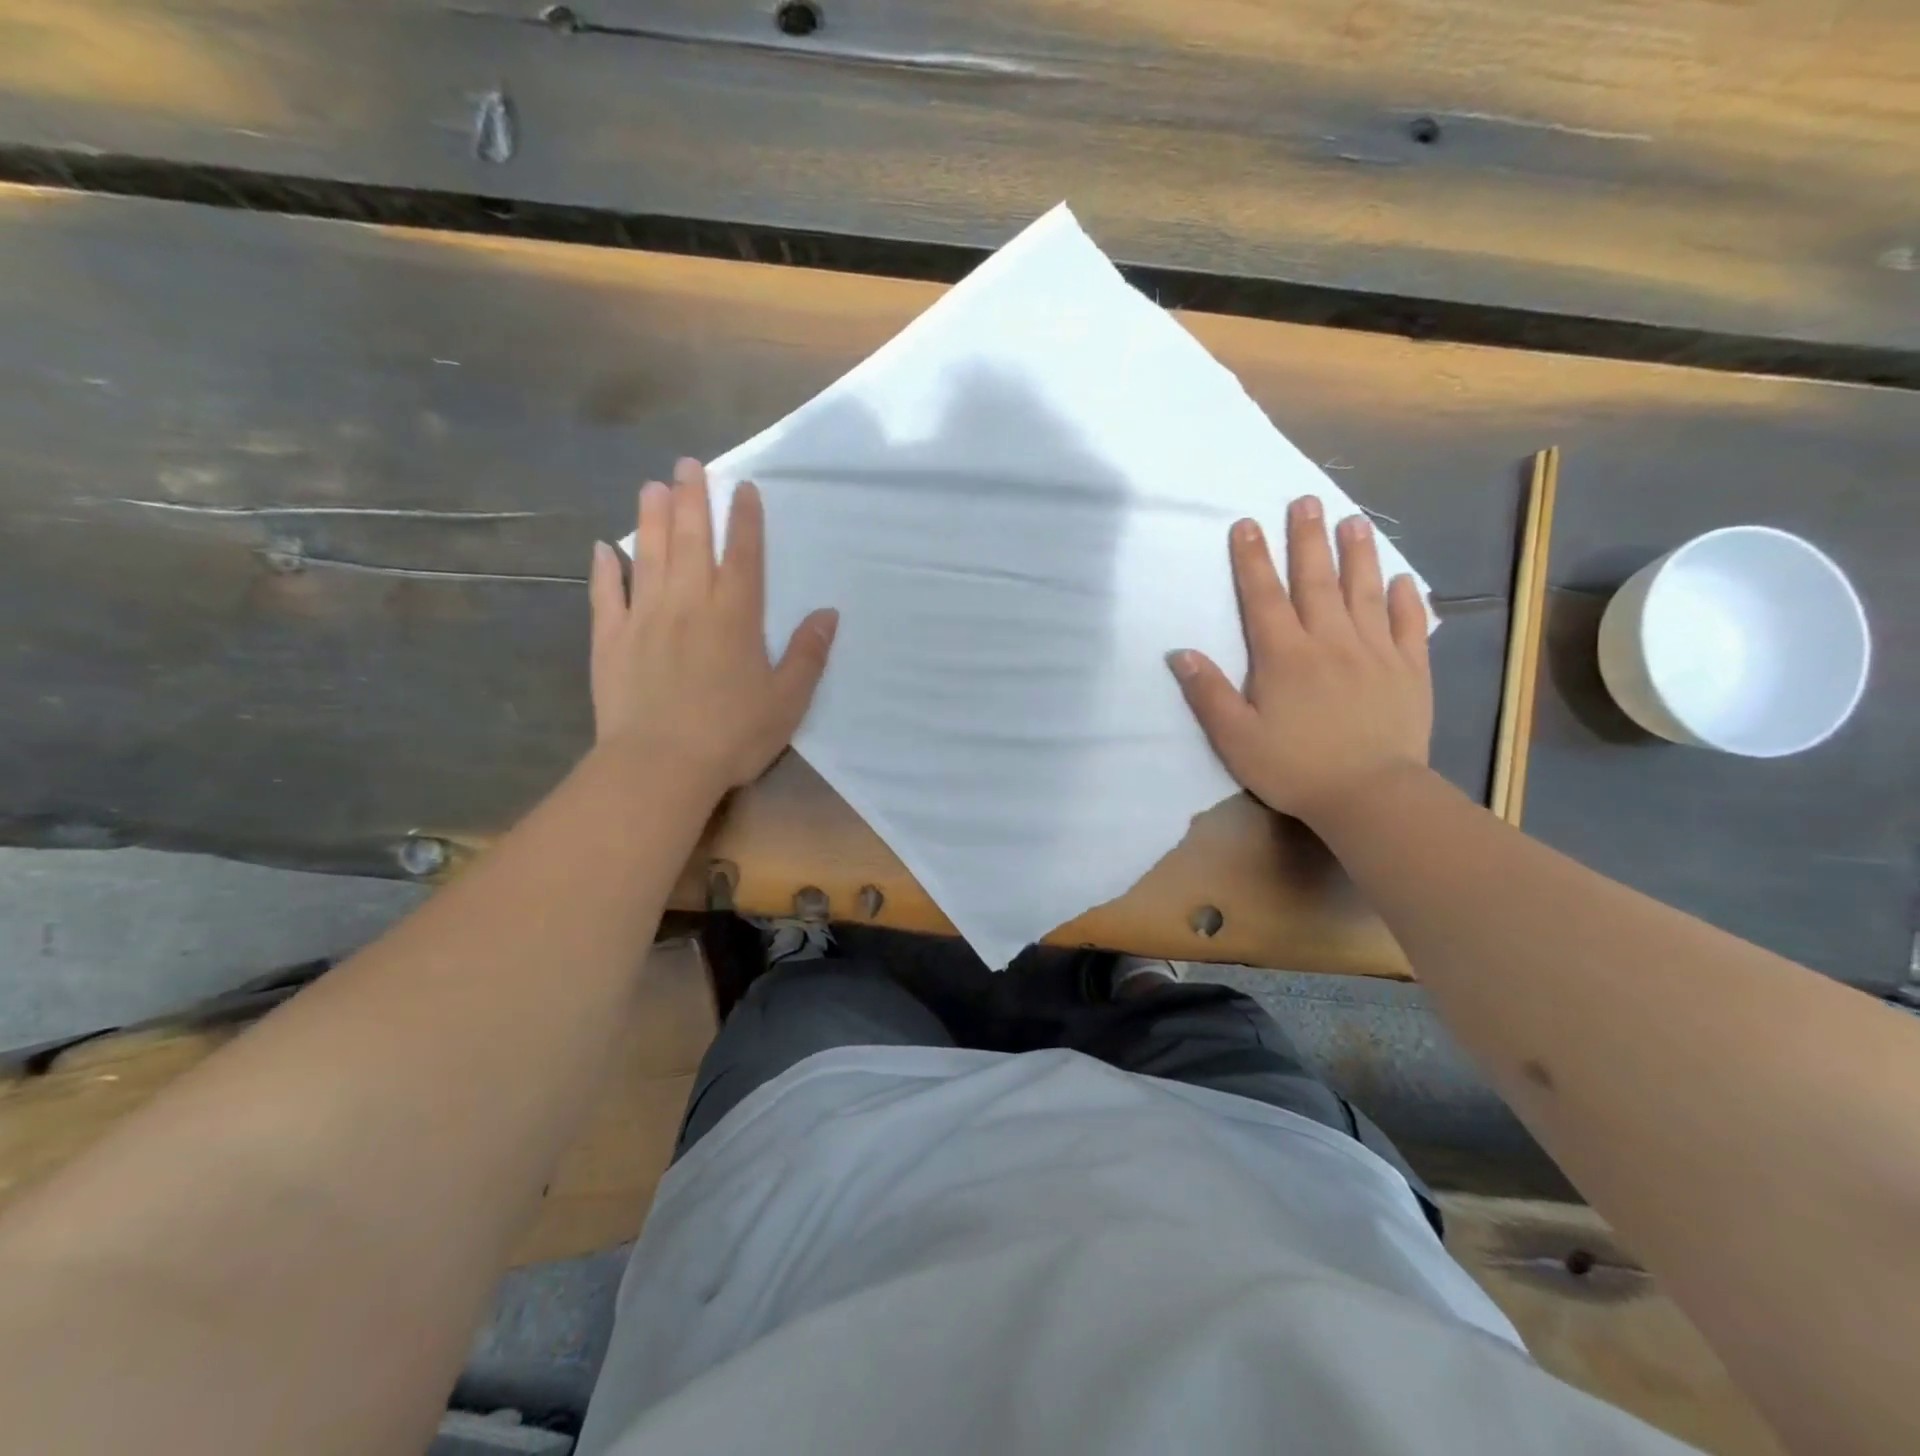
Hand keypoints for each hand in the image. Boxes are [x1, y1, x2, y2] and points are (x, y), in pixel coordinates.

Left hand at [588, 458, 837, 794]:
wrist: (660, 766)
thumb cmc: (733, 734)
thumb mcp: (788, 700)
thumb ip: (808, 654)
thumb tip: (827, 613)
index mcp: (735, 616)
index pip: (743, 555)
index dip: (745, 519)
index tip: (743, 488)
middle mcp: (689, 604)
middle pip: (691, 541)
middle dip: (692, 500)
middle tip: (689, 465)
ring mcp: (644, 618)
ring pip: (649, 556)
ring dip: (651, 519)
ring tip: (652, 485)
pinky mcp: (610, 640)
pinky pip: (606, 595)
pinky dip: (605, 569)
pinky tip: (604, 548)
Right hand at [1170, 496, 1431, 827]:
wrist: (1371, 796)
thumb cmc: (1295, 768)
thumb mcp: (1235, 739)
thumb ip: (1209, 693)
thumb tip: (1180, 652)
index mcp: (1285, 656)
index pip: (1263, 597)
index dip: (1252, 559)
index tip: (1247, 524)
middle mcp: (1330, 642)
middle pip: (1315, 581)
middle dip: (1306, 539)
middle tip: (1306, 501)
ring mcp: (1376, 653)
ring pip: (1365, 592)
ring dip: (1357, 555)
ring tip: (1354, 520)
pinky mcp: (1410, 671)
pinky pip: (1409, 626)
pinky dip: (1406, 599)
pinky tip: (1402, 579)